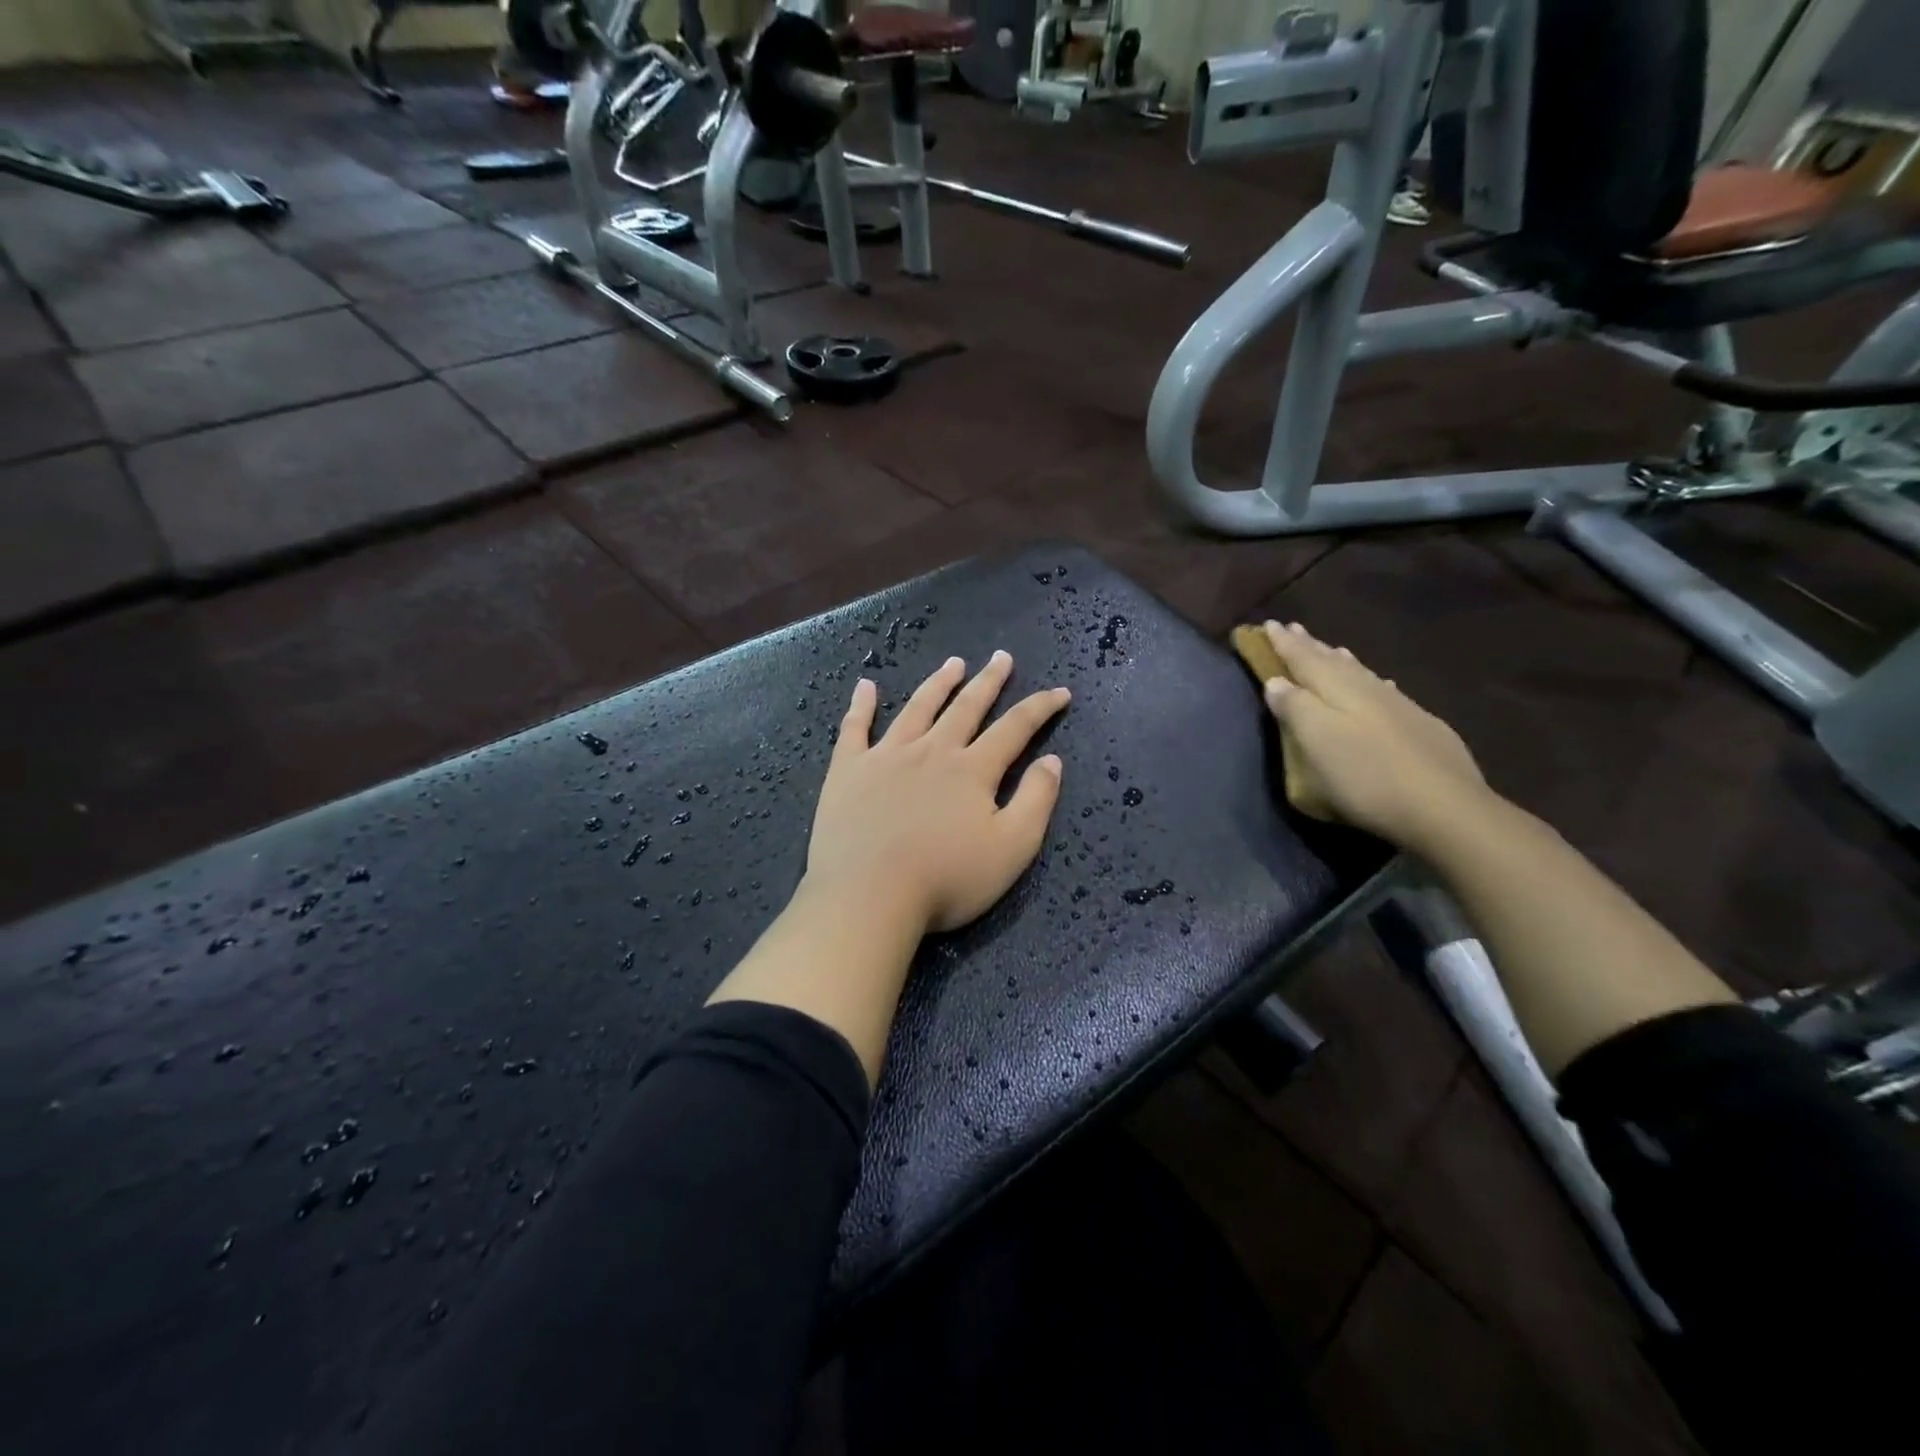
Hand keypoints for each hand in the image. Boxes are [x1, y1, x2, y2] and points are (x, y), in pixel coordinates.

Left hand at [805, 651, 1070, 935]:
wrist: (869, 896)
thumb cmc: (946, 879)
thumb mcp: (1011, 849)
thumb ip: (1036, 801)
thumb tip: (1052, 760)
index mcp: (972, 770)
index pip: (1015, 728)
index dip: (1040, 708)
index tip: (1059, 692)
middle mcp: (932, 751)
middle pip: (966, 707)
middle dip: (988, 681)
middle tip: (1001, 657)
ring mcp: (886, 756)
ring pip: (918, 708)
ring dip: (938, 683)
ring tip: (953, 663)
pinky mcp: (849, 770)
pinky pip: (855, 728)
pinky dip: (861, 705)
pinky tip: (865, 686)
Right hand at [1258, 621, 1486, 847]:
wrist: (1442, 808)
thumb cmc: (1365, 776)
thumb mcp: (1316, 742)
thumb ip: (1295, 708)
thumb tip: (1276, 681)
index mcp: (1337, 691)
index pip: (1303, 659)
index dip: (1284, 643)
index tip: (1267, 624)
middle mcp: (1367, 690)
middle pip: (1333, 662)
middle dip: (1310, 646)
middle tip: (1293, 628)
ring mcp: (1399, 707)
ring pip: (1362, 674)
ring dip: (1341, 660)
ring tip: (1331, 649)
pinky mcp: (1421, 727)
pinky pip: (1386, 691)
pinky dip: (1373, 682)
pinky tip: (1380, 684)